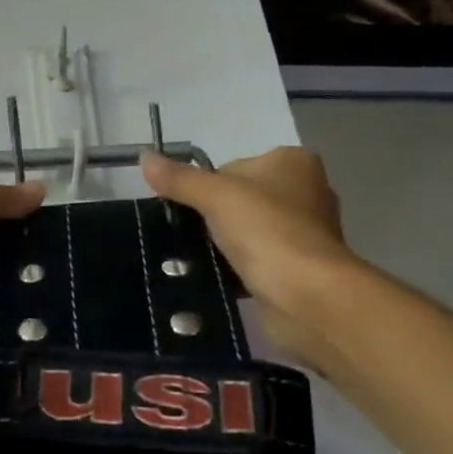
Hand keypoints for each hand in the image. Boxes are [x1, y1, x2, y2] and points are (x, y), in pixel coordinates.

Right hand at [140, 147, 355, 359]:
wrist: (308, 296)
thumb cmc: (267, 232)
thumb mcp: (215, 196)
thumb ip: (179, 179)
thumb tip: (144, 157)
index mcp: (293, 162)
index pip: (233, 167)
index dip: (207, 188)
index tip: (192, 211)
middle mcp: (306, 192)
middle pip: (240, 199)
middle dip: (215, 218)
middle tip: (193, 237)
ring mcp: (305, 233)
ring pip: (248, 231)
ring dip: (225, 245)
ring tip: (201, 260)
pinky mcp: (300, 268)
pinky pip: (258, 260)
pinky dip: (239, 268)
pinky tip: (222, 278)